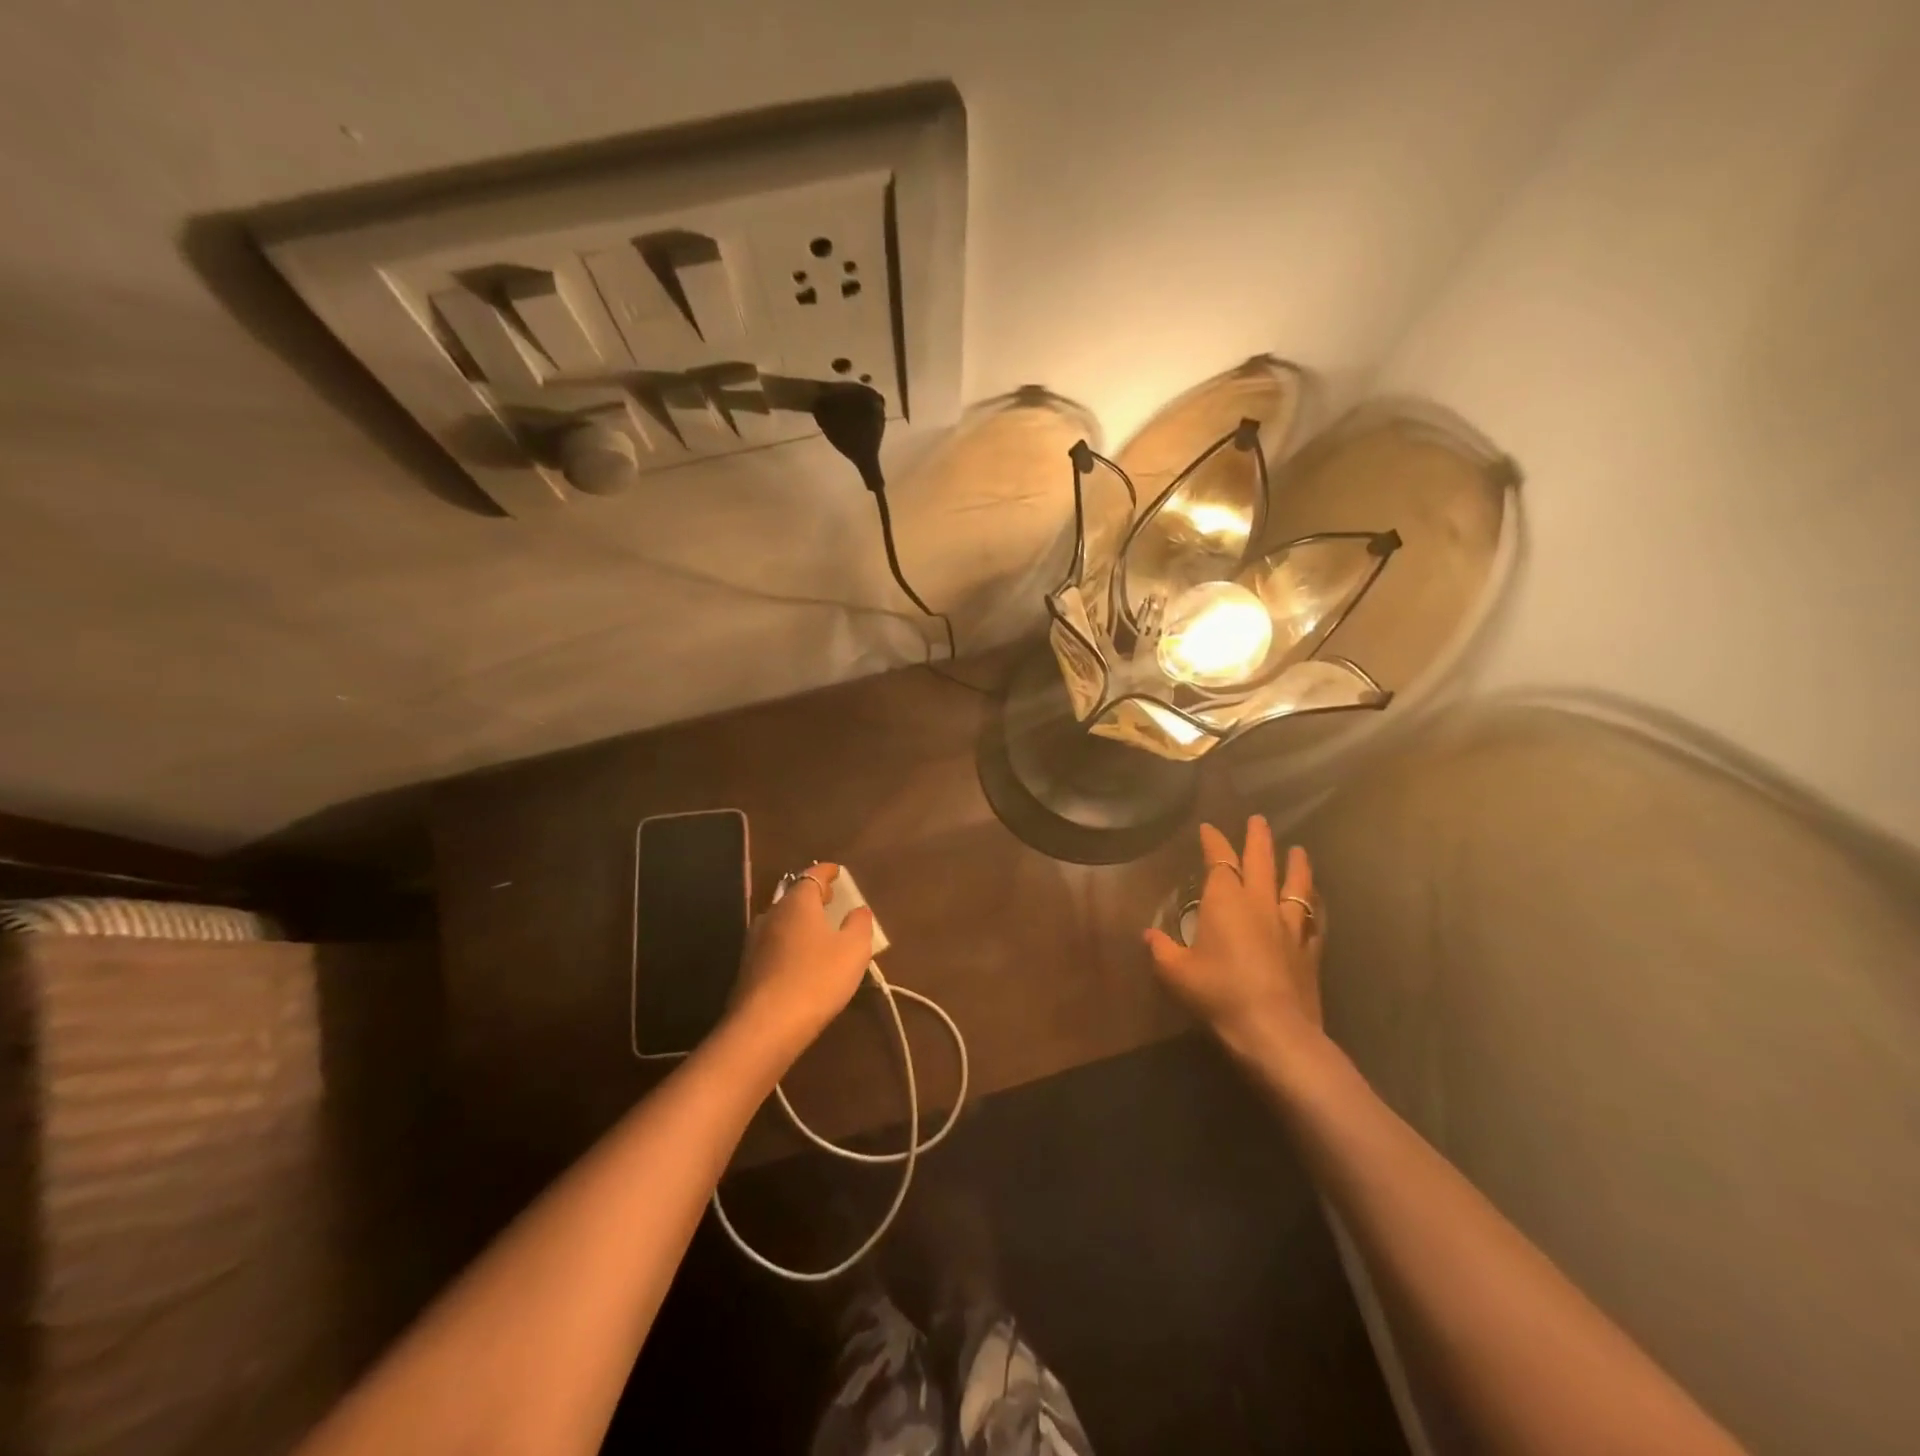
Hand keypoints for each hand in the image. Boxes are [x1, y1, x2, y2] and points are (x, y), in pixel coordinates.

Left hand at [726, 864, 875, 1063]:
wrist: (765, 1027)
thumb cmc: (817, 979)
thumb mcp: (853, 950)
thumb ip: (859, 924)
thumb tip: (859, 910)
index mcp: (797, 903)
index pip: (812, 875)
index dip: (826, 872)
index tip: (837, 871)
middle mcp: (771, 914)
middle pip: (793, 897)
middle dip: (812, 896)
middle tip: (830, 900)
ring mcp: (754, 942)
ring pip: (781, 921)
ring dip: (799, 922)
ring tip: (818, 931)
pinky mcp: (748, 968)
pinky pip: (773, 944)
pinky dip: (789, 943)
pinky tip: (800, 960)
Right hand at [1144, 816, 1326, 1062]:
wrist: (1273, 1030)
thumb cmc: (1218, 993)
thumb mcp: (1175, 972)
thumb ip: (1161, 949)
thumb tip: (1148, 935)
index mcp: (1225, 901)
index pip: (1219, 860)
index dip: (1214, 842)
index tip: (1208, 828)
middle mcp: (1260, 903)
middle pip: (1262, 861)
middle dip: (1258, 838)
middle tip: (1258, 820)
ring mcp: (1290, 926)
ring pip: (1295, 884)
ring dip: (1296, 864)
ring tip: (1298, 850)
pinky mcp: (1309, 950)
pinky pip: (1314, 919)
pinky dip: (1313, 906)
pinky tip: (1315, 903)